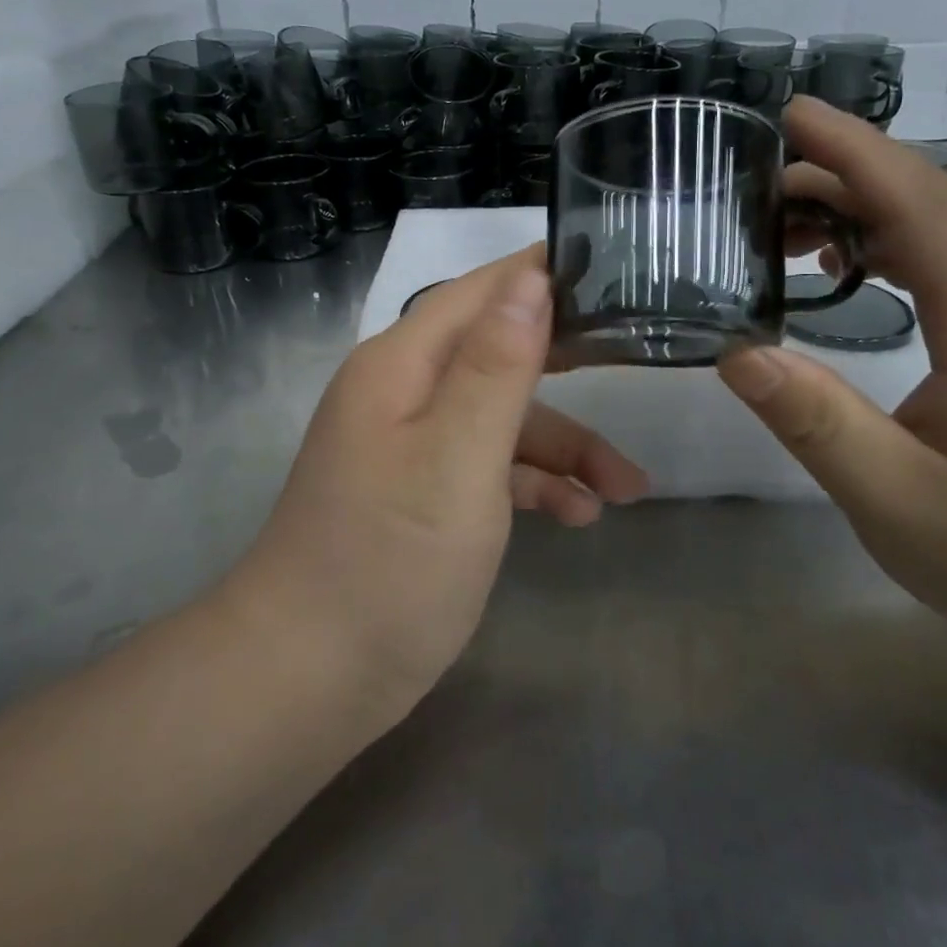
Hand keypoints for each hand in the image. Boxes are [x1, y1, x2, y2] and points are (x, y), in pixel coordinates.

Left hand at [226, 246, 647, 719]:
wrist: (309, 678)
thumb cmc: (388, 560)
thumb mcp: (456, 457)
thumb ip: (497, 366)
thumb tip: (531, 279)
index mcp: (402, 364)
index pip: (480, 290)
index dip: (541, 274)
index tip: (612, 268)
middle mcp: (405, 392)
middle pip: (498, 351)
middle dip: (568, 362)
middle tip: (637, 358)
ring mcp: (413, 446)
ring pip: (503, 419)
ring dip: (565, 445)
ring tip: (628, 488)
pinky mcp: (424, 495)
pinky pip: (490, 467)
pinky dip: (535, 483)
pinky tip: (580, 516)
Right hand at [721, 99, 946, 643]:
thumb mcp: (897, 500)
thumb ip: (815, 423)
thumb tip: (736, 354)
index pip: (918, 201)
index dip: (851, 150)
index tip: (788, 113)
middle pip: (926, 200)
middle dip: (838, 175)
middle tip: (751, 187)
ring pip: (936, 228)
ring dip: (859, 209)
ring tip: (779, 225)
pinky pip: (945, 262)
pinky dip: (884, 244)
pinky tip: (840, 269)